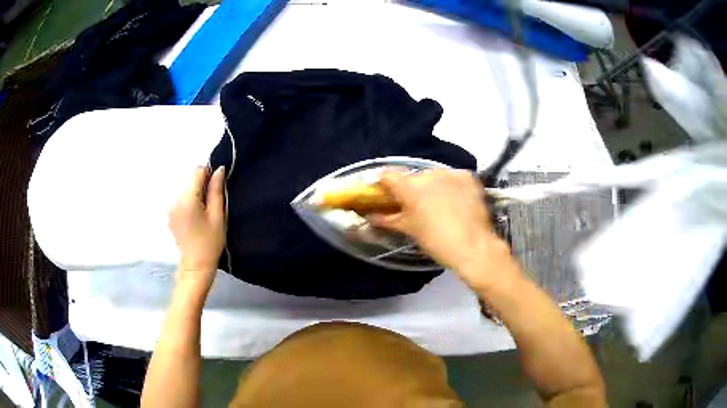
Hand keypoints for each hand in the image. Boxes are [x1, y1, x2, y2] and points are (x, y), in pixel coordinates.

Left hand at [168, 166, 225, 290]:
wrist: (196, 266)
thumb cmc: (210, 242)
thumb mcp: (218, 215)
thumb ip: (216, 190)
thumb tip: (219, 169)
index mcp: (187, 199)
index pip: (197, 172)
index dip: (209, 175)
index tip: (217, 189)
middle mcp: (175, 200)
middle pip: (190, 180)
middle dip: (202, 186)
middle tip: (212, 205)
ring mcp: (170, 208)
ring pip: (186, 190)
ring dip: (195, 195)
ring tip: (203, 214)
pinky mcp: (170, 215)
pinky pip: (181, 200)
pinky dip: (189, 203)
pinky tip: (195, 219)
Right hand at [371, 169, 508, 285]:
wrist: (473, 247)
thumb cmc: (436, 241)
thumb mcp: (409, 230)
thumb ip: (387, 219)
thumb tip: (370, 216)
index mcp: (410, 186)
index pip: (387, 175)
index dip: (384, 185)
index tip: (386, 196)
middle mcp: (429, 174)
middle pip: (412, 177)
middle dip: (411, 189)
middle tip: (416, 208)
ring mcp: (450, 173)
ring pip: (433, 176)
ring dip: (432, 187)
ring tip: (440, 206)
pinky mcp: (467, 177)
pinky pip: (452, 177)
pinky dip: (450, 186)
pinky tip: (456, 201)